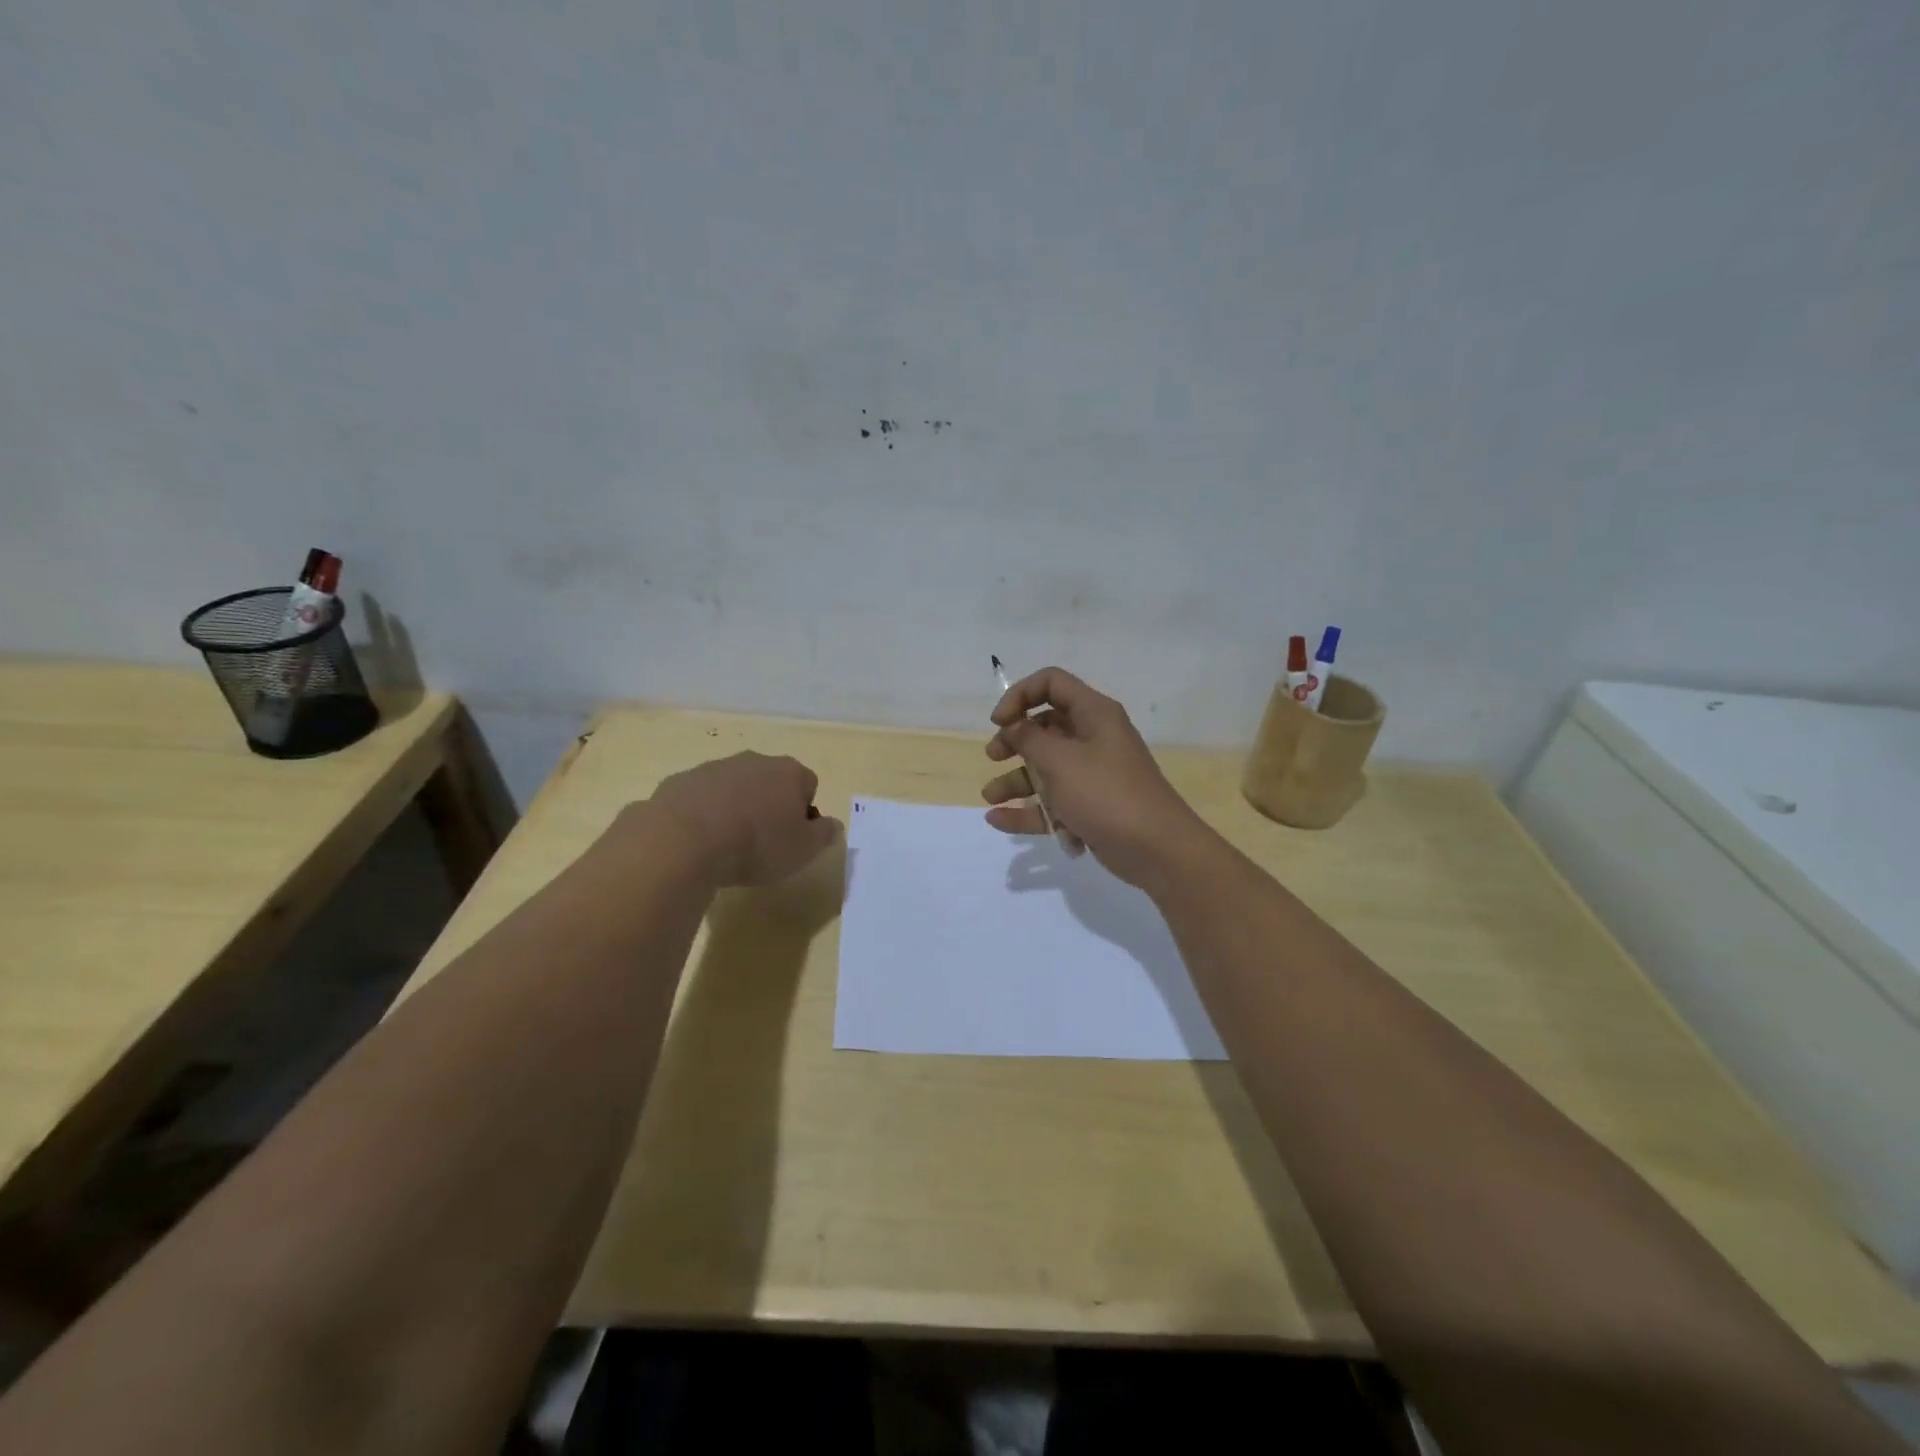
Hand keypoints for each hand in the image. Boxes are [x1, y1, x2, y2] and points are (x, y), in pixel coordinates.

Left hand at [649, 752, 841, 886]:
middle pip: (771, 781)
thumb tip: (832, 824)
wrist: (684, 840)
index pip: (808, 786)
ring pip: (734, 787)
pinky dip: (704, 813)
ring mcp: (714, 767)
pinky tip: (698, 840)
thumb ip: (824, 834)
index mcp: (789, 772)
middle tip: (762, 842)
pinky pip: (701, 797)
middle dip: (769, 805)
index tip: (792, 839)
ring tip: (726, 845)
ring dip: (736, 808)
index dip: (803, 814)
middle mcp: (754, 761)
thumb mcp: (803, 850)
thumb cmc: (756, 845)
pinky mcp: (681, 781)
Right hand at [982, 667, 1211, 887]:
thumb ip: (1029, 739)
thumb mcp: (1060, 761)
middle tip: (994, 755)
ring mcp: (1092, 774)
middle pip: (1045, 726)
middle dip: (1014, 740)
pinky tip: (998, 821)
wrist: (1156, 849)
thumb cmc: (1106, 794)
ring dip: (1016, 780)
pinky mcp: (1090, 807)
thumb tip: (1012, 726)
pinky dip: (1028, 809)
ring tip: (989, 797)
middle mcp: (1094, 738)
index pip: (1052, 683)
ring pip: (1046, 768)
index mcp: (1094, 714)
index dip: (1020, 695)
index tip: (999, 722)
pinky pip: (1052, 802)